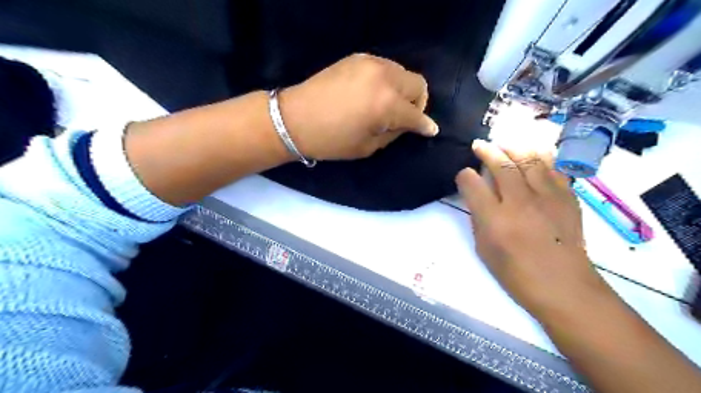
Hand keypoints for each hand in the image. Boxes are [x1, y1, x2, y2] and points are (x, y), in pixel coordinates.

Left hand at [279, 52, 435, 159]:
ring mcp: (370, 63)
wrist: (294, 119)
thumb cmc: (331, 141)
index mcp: (386, 105)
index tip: (430, 130)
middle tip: (403, 117)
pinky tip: (372, 93)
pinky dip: (386, 80)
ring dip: (402, 90)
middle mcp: (383, 78)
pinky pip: (385, 67)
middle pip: (418, 84)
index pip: (416, 114)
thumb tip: (409, 125)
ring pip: (402, 72)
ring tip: (385, 105)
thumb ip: (394, 133)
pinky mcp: (357, 57)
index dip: (425, 125)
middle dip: (416, 103)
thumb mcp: (367, 147)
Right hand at [455, 140, 608, 318]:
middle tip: (479, 145)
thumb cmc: (516, 273)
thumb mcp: (484, 249)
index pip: (473, 184)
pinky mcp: (567, 197)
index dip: (464, 176)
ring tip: (504, 144)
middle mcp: (520, 202)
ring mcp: (547, 197)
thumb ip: (479, 218)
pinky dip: (539, 156)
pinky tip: (531, 153)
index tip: (463, 175)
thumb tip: (478, 196)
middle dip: (487, 150)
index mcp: (495, 219)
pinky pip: (552, 167)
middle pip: (501, 164)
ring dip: (513, 147)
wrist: (564, 286)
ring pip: (528, 159)